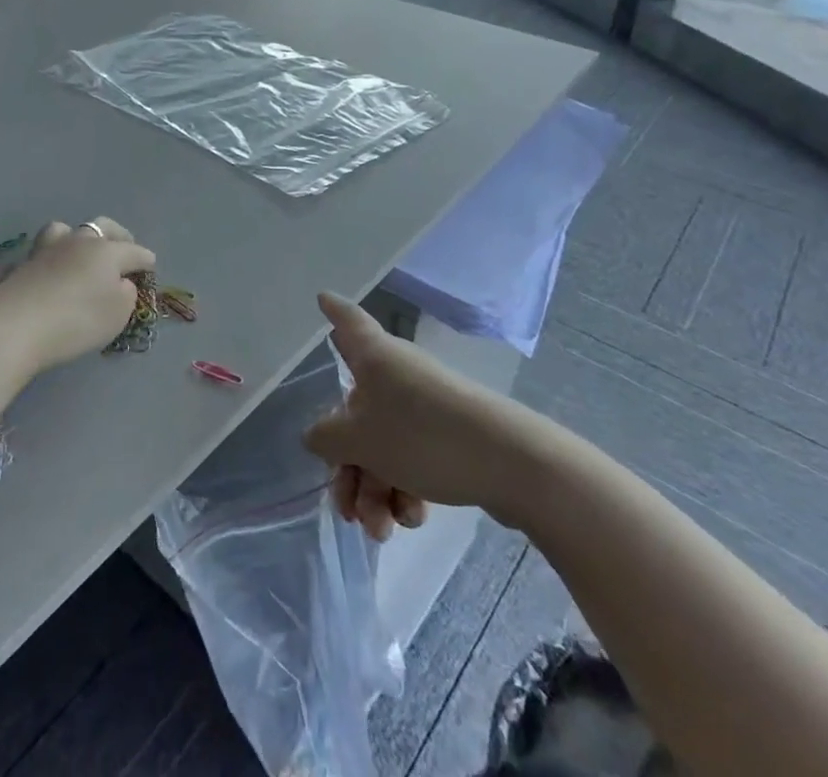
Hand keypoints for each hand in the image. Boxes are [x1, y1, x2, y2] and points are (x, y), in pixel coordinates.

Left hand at [0, 217, 154, 373]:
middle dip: (118, 236)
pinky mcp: (26, 261)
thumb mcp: (117, 314)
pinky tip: (57, 266)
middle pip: (103, 227)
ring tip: (84, 252)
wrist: (16, 324)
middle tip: (123, 249)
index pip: (135, 251)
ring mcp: (50, 247)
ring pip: (69, 229)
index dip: (146, 261)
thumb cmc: (77, 319)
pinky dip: (58, 253)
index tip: (150, 268)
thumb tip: (120, 282)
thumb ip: (126, 294)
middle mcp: (80, 240)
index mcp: (108, 250)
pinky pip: (49, 247)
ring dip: (81, 237)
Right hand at [304, 292, 548, 536]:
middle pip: (356, 412)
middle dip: (348, 467)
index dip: (333, 310)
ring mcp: (425, 405)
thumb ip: (326, 437)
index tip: (322, 297)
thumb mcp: (359, 440)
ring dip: (374, 490)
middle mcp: (396, 373)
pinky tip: (411, 519)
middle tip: (346, 509)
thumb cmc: (421, 435)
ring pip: (383, 445)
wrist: (511, 464)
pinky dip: (405, 489)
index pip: (347, 321)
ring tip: (380, 531)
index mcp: (372, 357)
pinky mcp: (449, 436)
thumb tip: (316, 435)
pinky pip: (412, 458)